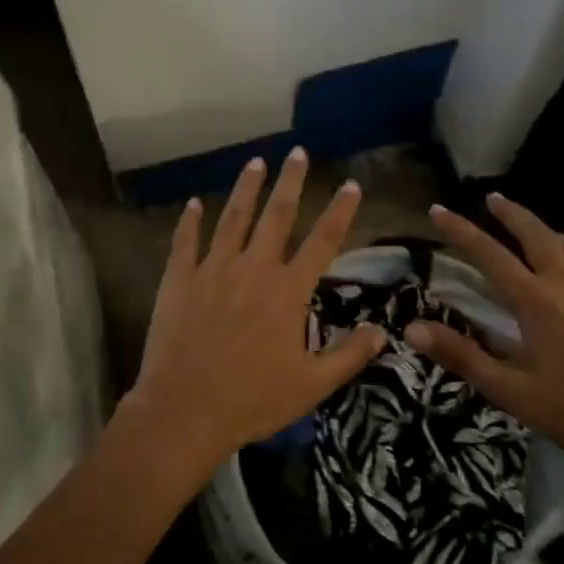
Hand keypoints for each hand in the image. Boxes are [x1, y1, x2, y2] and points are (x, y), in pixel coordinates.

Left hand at [119, 149, 386, 486]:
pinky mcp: (179, 279)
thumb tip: (383, 331)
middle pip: (276, 215)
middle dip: (290, 181)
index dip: (340, 211)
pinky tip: (194, 202)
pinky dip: (190, 220)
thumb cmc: (252, 400)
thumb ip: (349, 354)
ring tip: (256, 161)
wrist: (185, 410)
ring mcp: (213, 269)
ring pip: (233, 218)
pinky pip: (185, 241)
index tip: (351, 185)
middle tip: (298, 152)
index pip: (322, 241)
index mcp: (287, 291)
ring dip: (246, 188)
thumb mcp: (312, 385)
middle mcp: (253, 268)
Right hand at [402, 192, 563, 480]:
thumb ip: (462, 355)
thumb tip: (412, 328)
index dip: (461, 230)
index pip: (490, 254)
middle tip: (491, 197)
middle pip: (536, 235)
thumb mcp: (510, 390)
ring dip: (542, 227)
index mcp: (537, 302)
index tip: (438, 209)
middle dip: (511, 213)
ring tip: (527, 223)